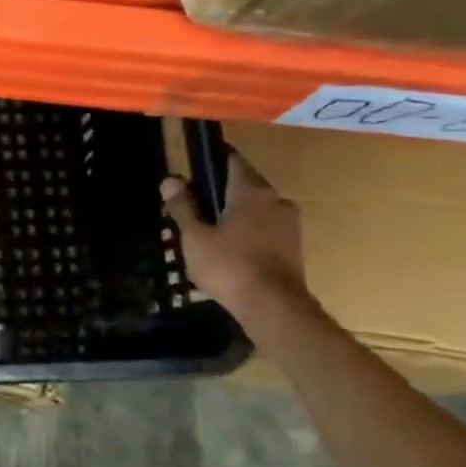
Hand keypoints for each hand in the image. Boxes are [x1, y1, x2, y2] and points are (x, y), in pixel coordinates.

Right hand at [160, 152, 306, 318]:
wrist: (274, 307)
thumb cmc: (229, 265)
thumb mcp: (195, 236)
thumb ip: (183, 206)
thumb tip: (170, 179)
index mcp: (251, 190)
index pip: (232, 159)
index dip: (211, 160)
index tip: (193, 168)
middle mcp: (276, 199)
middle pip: (244, 184)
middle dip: (220, 191)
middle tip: (195, 206)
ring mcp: (290, 223)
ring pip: (257, 208)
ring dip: (236, 213)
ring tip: (210, 231)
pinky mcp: (295, 246)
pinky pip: (266, 228)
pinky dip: (249, 232)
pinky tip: (231, 250)